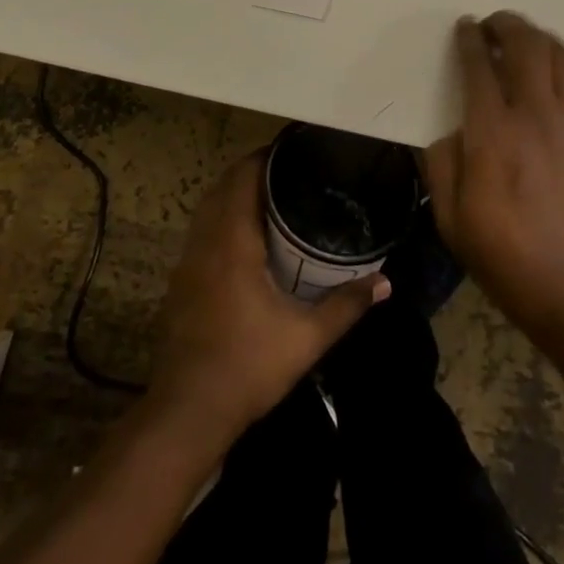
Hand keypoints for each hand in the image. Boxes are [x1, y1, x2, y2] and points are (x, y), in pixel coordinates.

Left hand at [148, 153, 387, 448]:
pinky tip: (245, 239)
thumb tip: (385, 283)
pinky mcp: (179, 282)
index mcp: (232, 242)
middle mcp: (205, 242)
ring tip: (270, 196)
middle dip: (251, 171)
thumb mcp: (306, 338)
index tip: (292, 150)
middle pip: (223, 186)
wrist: (187, 413)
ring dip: (233, 194)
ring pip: (208, 208)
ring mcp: (186, 262)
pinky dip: (220, 218)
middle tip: (289, 171)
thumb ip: (346, 305)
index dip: (265, 157)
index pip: (243, 178)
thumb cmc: (247, 366)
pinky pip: (200, 231)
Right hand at [422, 13, 563, 351]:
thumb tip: (450, 134)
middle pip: (525, 44)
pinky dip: (555, 62)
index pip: (479, 66)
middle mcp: (533, 114)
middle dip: (505, 24)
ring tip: (520, 38)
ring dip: (536, 35)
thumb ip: (442, 168)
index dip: (469, 39)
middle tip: (490, 24)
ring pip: (557, 55)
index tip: (464, 27)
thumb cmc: (512, 262)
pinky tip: (544, 77)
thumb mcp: (453, 224)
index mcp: (492, 134)